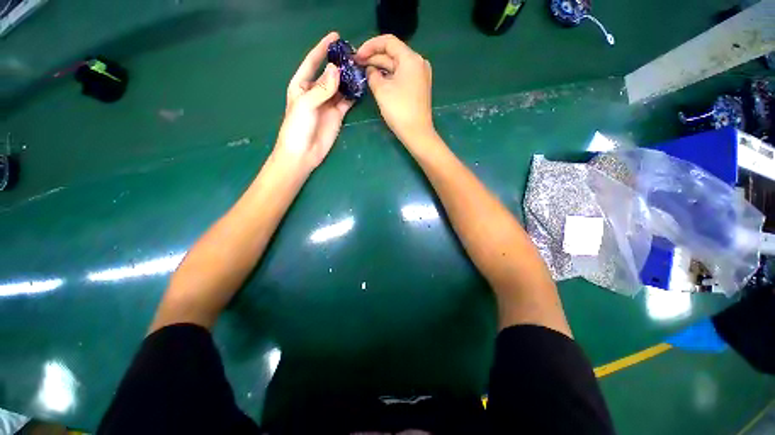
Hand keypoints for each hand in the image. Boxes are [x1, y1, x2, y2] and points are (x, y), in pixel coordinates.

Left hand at [275, 32, 353, 172]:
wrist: (303, 153)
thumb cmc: (297, 127)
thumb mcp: (305, 104)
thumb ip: (321, 87)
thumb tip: (336, 69)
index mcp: (302, 84)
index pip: (313, 62)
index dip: (322, 48)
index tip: (335, 36)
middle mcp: (316, 91)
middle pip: (329, 73)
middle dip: (340, 63)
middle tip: (354, 55)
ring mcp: (328, 103)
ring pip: (340, 86)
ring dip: (348, 78)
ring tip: (360, 68)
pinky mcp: (337, 115)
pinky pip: (347, 101)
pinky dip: (353, 95)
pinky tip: (360, 88)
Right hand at [356, 34, 433, 143]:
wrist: (417, 133)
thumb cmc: (399, 110)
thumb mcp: (381, 90)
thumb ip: (372, 74)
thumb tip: (370, 69)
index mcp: (411, 59)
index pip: (388, 42)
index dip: (370, 46)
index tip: (357, 55)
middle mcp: (418, 63)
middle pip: (393, 53)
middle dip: (374, 57)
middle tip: (357, 64)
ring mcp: (420, 76)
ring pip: (397, 66)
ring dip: (381, 67)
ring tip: (364, 71)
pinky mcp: (418, 87)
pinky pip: (402, 76)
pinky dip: (389, 76)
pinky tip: (378, 79)